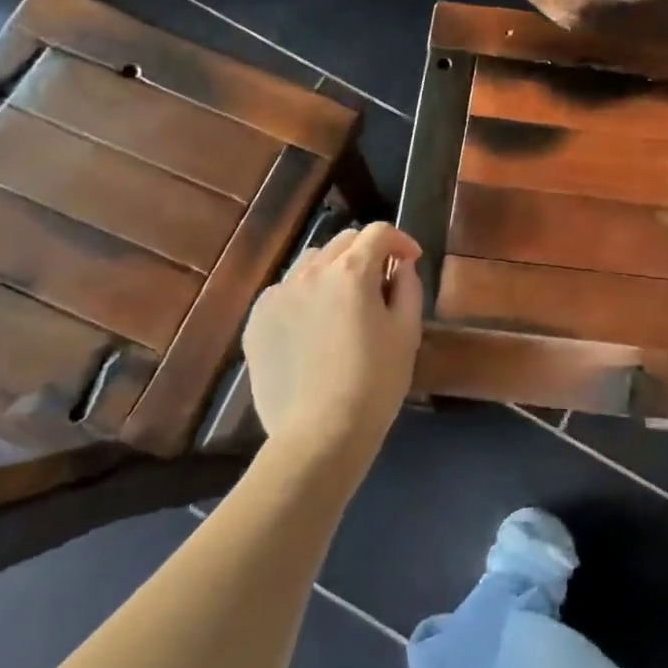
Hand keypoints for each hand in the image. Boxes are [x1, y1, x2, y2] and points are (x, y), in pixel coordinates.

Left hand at [241, 222, 423, 468]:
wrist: (319, 436)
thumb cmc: (375, 382)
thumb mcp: (407, 332)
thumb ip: (408, 287)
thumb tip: (401, 265)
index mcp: (351, 272)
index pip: (379, 232)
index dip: (400, 240)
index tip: (410, 260)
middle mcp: (311, 272)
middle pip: (344, 241)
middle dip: (367, 252)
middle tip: (381, 281)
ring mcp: (278, 295)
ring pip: (311, 262)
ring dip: (333, 269)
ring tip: (343, 301)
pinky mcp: (257, 322)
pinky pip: (285, 291)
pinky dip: (304, 295)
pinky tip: (312, 326)